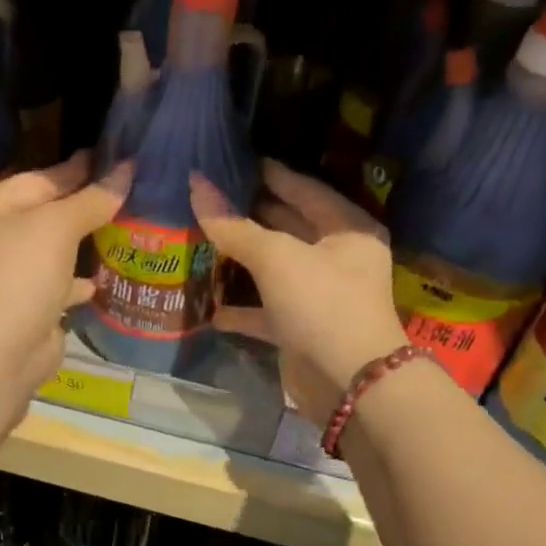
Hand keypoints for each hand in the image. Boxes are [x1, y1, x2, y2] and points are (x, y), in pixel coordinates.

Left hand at [0, 150, 131, 393]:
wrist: (2, 349)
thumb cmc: (21, 272)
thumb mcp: (58, 225)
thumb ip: (92, 199)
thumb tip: (126, 170)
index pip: (32, 181)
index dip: (72, 171)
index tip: (106, 158)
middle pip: (38, 217)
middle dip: (77, 209)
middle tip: (117, 192)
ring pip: (45, 254)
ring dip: (77, 246)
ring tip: (115, 231)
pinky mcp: (18, 311)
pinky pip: (50, 287)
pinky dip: (72, 283)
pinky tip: (97, 281)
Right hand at [192, 160, 406, 425]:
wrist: (349, 382)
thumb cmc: (321, 303)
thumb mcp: (276, 257)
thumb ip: (233, 226)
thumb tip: (196, 185)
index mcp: (347, 229)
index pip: (305, 190)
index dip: (272, 175)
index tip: (237, 163)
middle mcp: (337, 258)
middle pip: (289, 227)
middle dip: (251, 215)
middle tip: (210, 198)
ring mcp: (319, 296)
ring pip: (274, 270)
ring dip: (241, 261)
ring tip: (201, 241)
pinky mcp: (301, 330)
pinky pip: (265, 312)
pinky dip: (241, 309)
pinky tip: (209, 307)